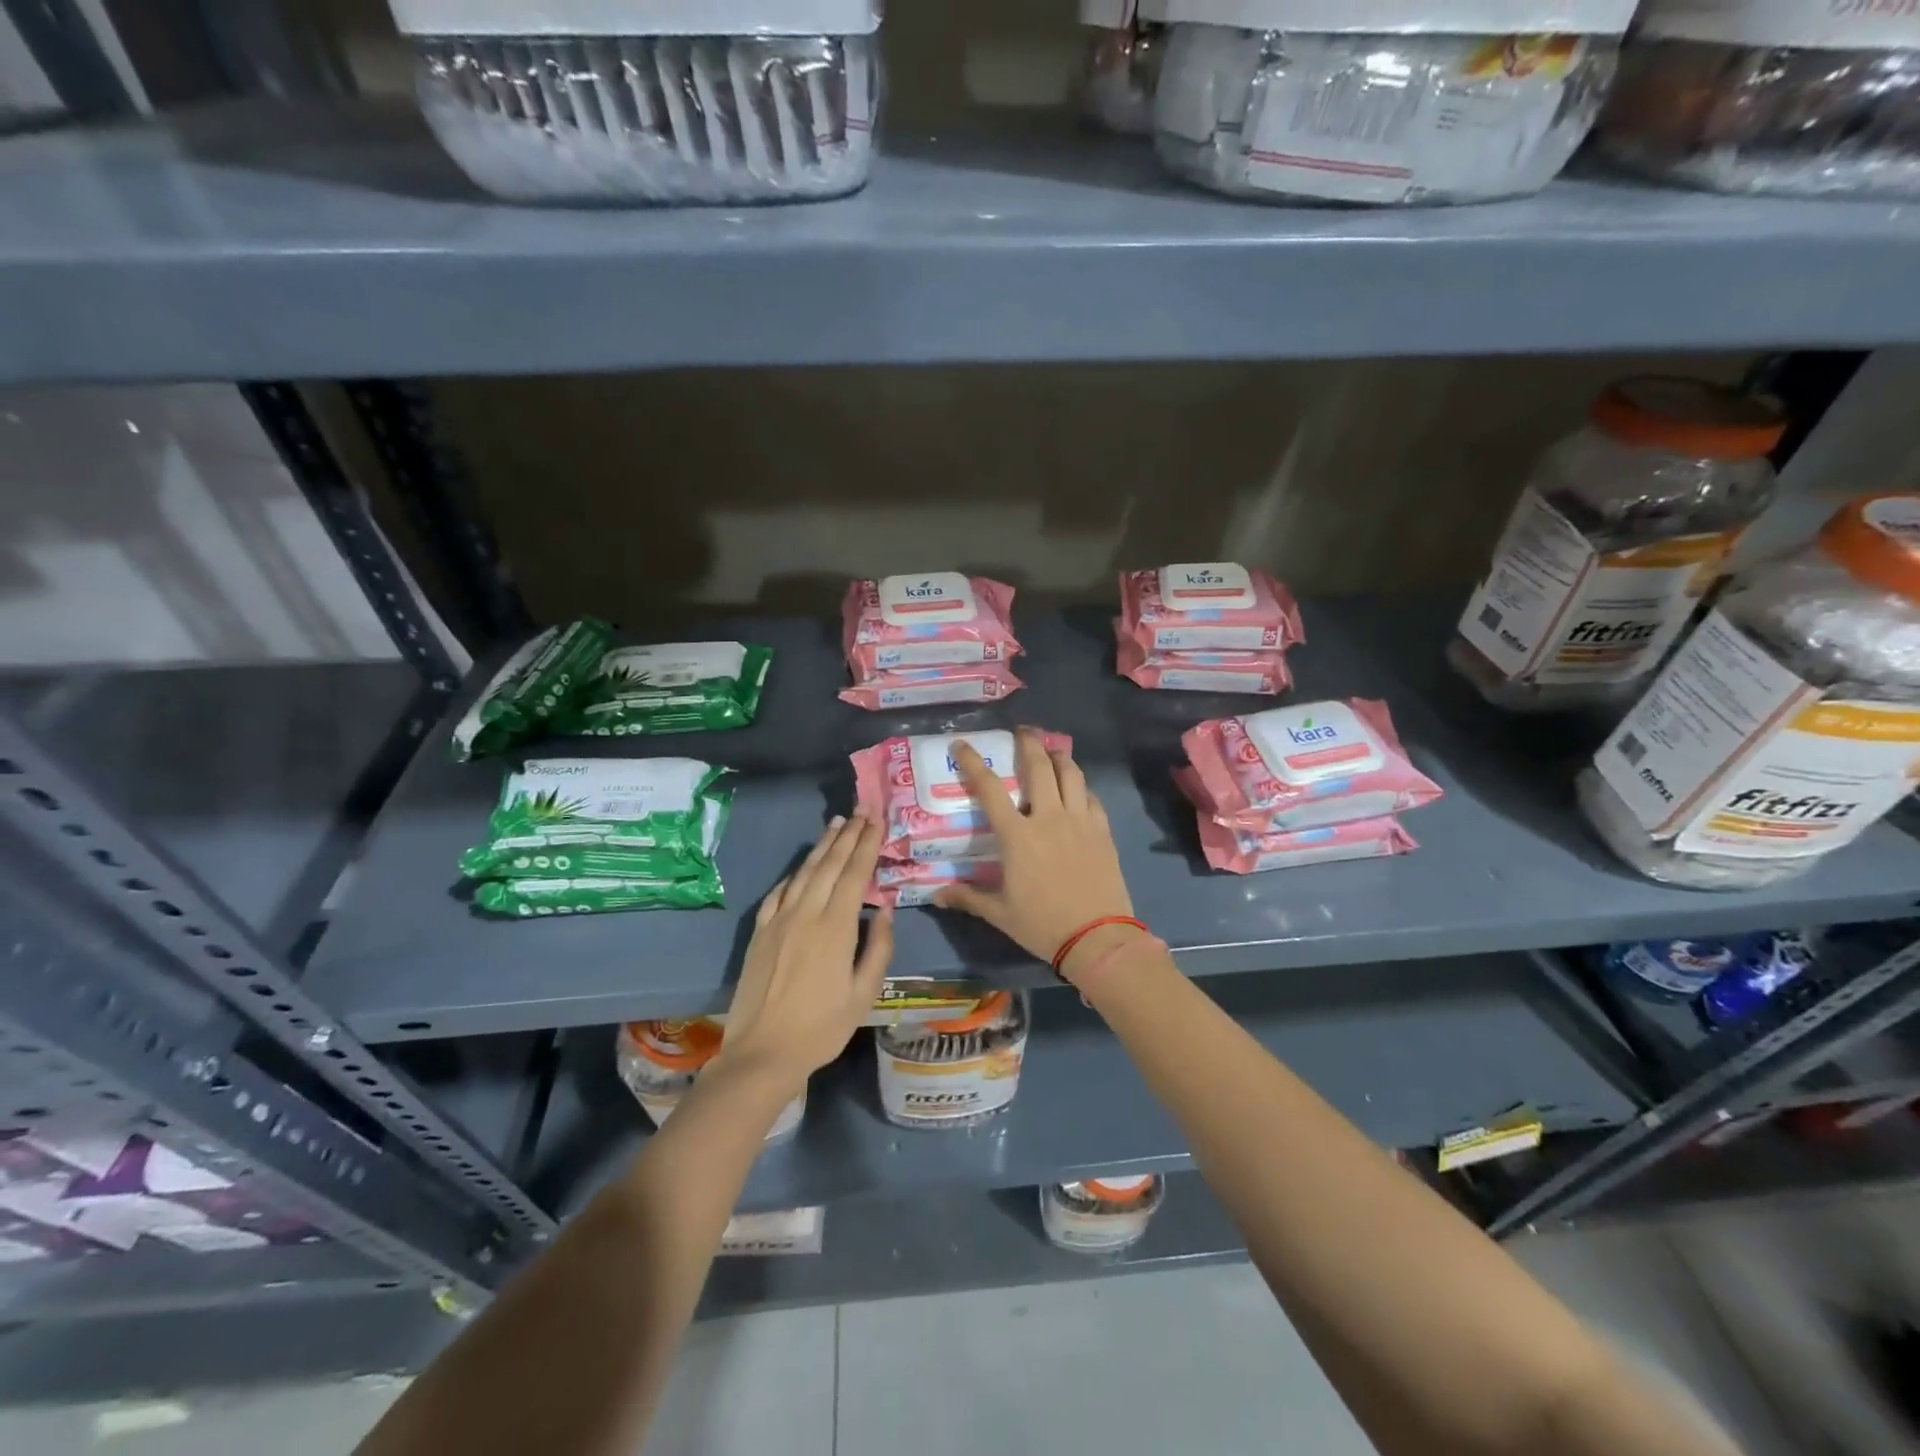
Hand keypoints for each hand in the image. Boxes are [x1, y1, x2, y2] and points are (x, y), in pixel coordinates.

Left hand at [720, 815, 893, 1094]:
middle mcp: (806, 914)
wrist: (762, 1052)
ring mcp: (779, 920)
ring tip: (836, 824)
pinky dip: (795, 873)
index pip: (855, 874)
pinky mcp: (760, 931)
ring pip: (804, 872)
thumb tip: (884, 909)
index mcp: (836, 928)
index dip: (867, 846)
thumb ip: (878, 948)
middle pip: (830, 865)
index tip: (877, 822)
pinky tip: (803, 866)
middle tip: (861, 812)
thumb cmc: (822, 1028)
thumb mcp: (864, 994)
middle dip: (848, 836)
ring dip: (822, 846)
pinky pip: (779, 892)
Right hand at [934, 728, 1138, 982]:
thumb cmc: (1043, 925)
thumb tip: (937, 896)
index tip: (963, 744)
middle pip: (1038, 766)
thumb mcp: (1000, 914)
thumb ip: (968, 898)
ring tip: (1052, 750)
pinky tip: (1078, 790)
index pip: (990, 789)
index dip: (974, 763)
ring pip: (1071, 775)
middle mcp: (1048, 818)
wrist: (1098, 938)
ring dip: (1059, 756)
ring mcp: (1079, 822)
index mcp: (1017, 835)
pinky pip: (1092, 798)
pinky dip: (1082, 787)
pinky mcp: (1102, 831)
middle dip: (1028, 743)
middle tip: (1022, 731)